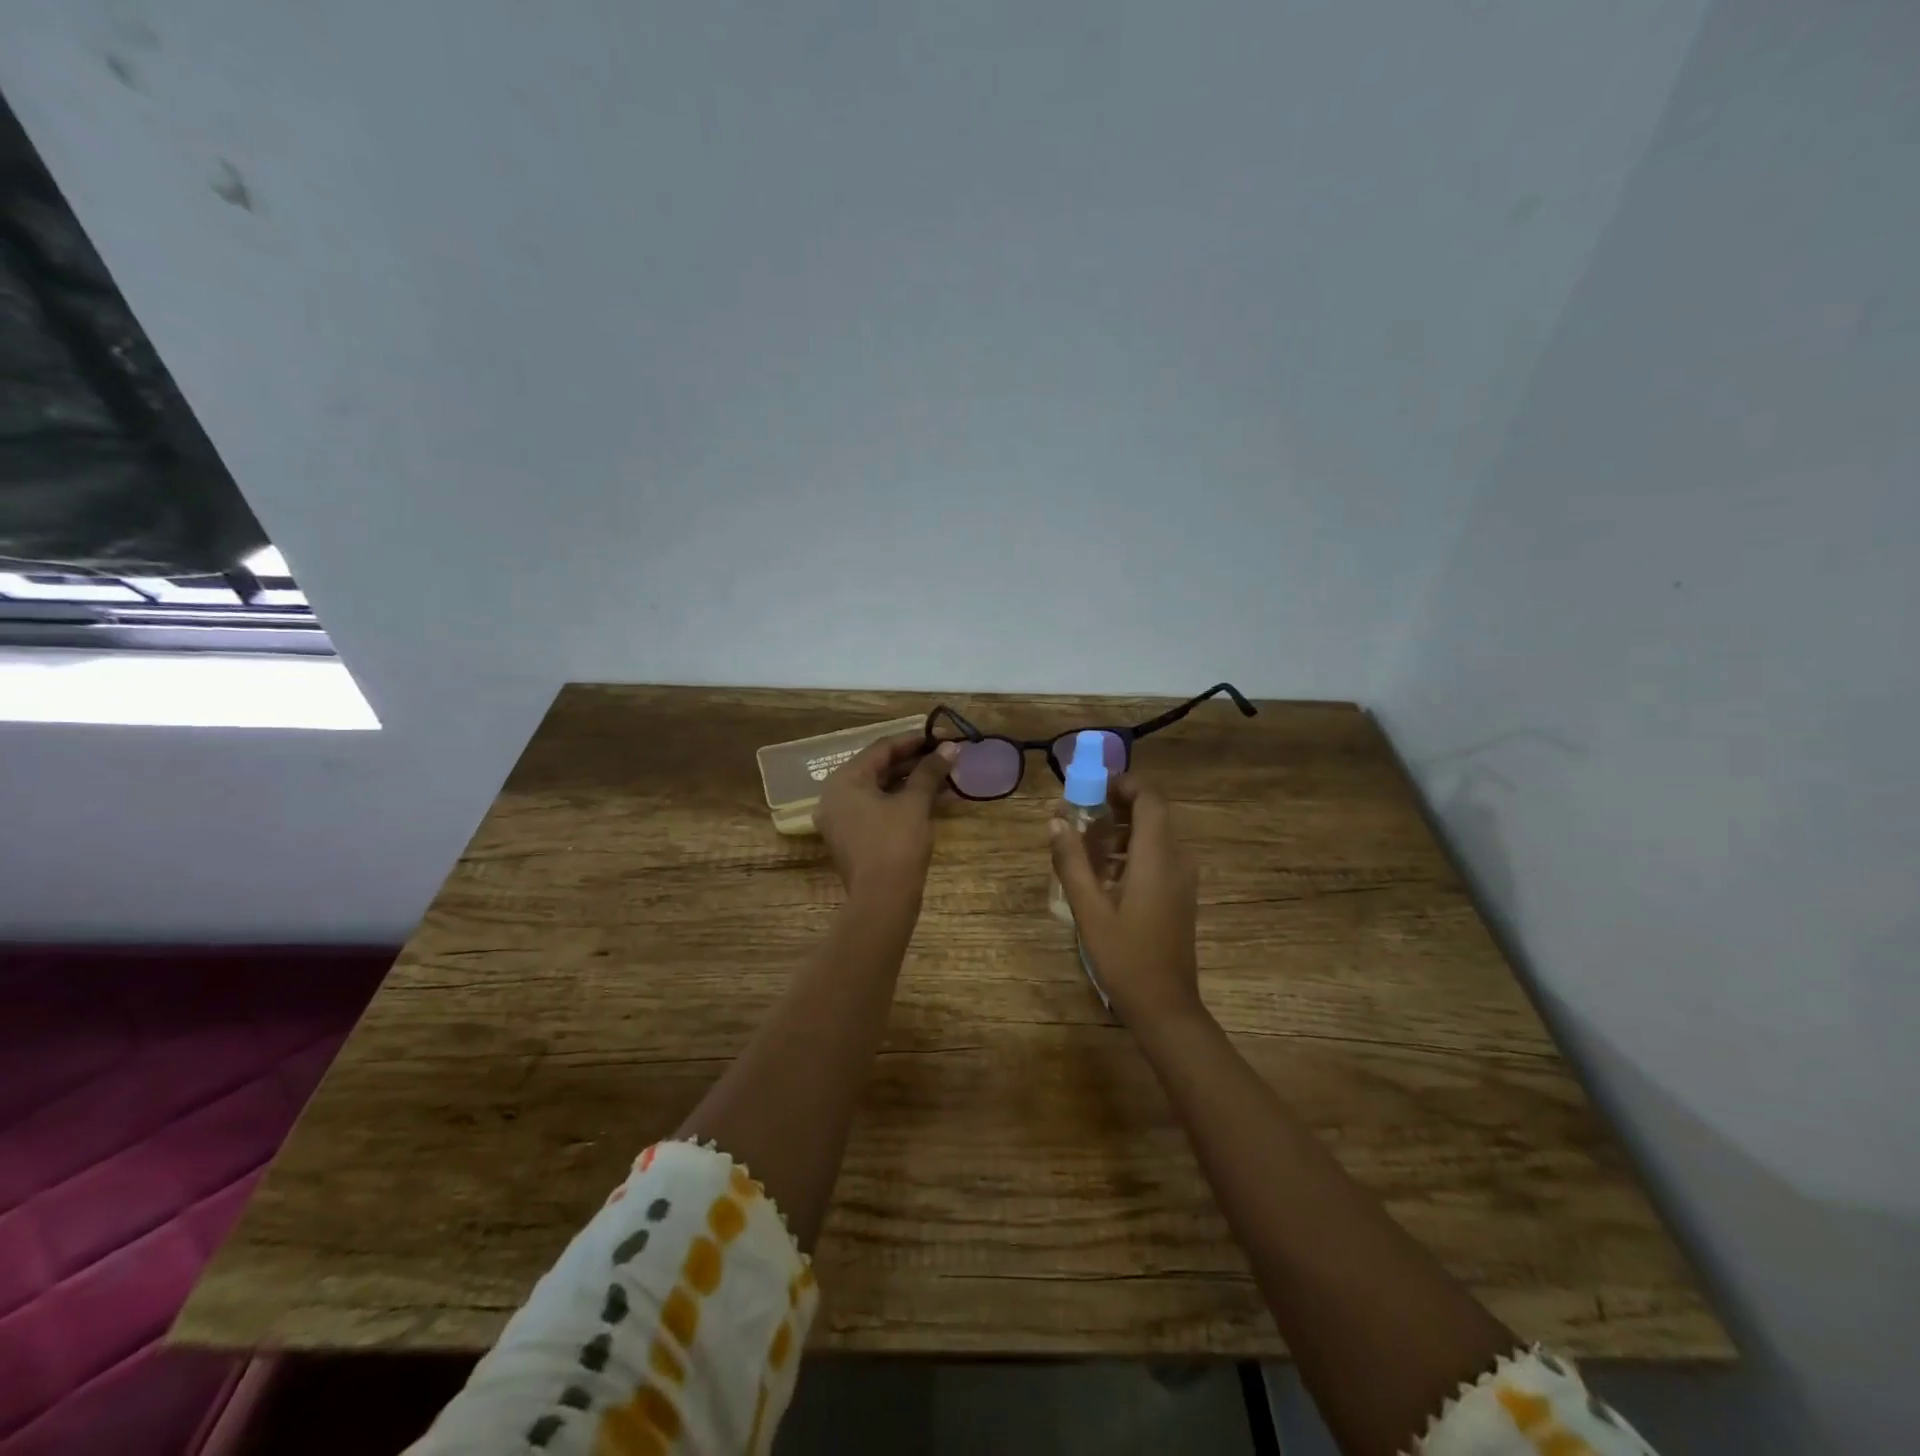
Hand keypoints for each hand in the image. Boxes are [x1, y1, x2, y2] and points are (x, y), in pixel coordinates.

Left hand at [816, 734, 957, 902]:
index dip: (916, 740)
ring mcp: (844, 820)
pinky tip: (936, 800)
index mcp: (844, 781)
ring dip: (915, 783)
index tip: (945, 736)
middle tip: (949, 756)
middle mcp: (837, 796)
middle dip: (917, 762)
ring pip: (883, 790)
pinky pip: (881, 810)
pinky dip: (906, 802)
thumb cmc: (896, 844)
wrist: (882, 901)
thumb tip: (951, 747)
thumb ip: (931, 771)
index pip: (882, 748)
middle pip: (881, 768)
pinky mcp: (856, 839)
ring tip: (949, 778)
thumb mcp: (915, 803)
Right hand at [1050, 774, 1204, 1027]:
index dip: (1124, 785)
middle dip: (1117, 807)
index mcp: (1157, 857)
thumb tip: (1056, 820)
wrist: (1165, 1006)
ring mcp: (1182, 878)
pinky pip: (1158, 857)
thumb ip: (1071, 861)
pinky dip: (1132, 852)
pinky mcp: (1180, 894)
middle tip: (1081, 816)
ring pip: (1155, 836)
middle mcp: (1176, 859)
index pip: (1150, 799)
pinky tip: (1105, 874)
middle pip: (1152, 814)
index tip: (1092, 789)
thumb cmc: (1125, 956)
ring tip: (1086, 845)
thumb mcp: (1089, 909)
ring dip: (1123, 831)